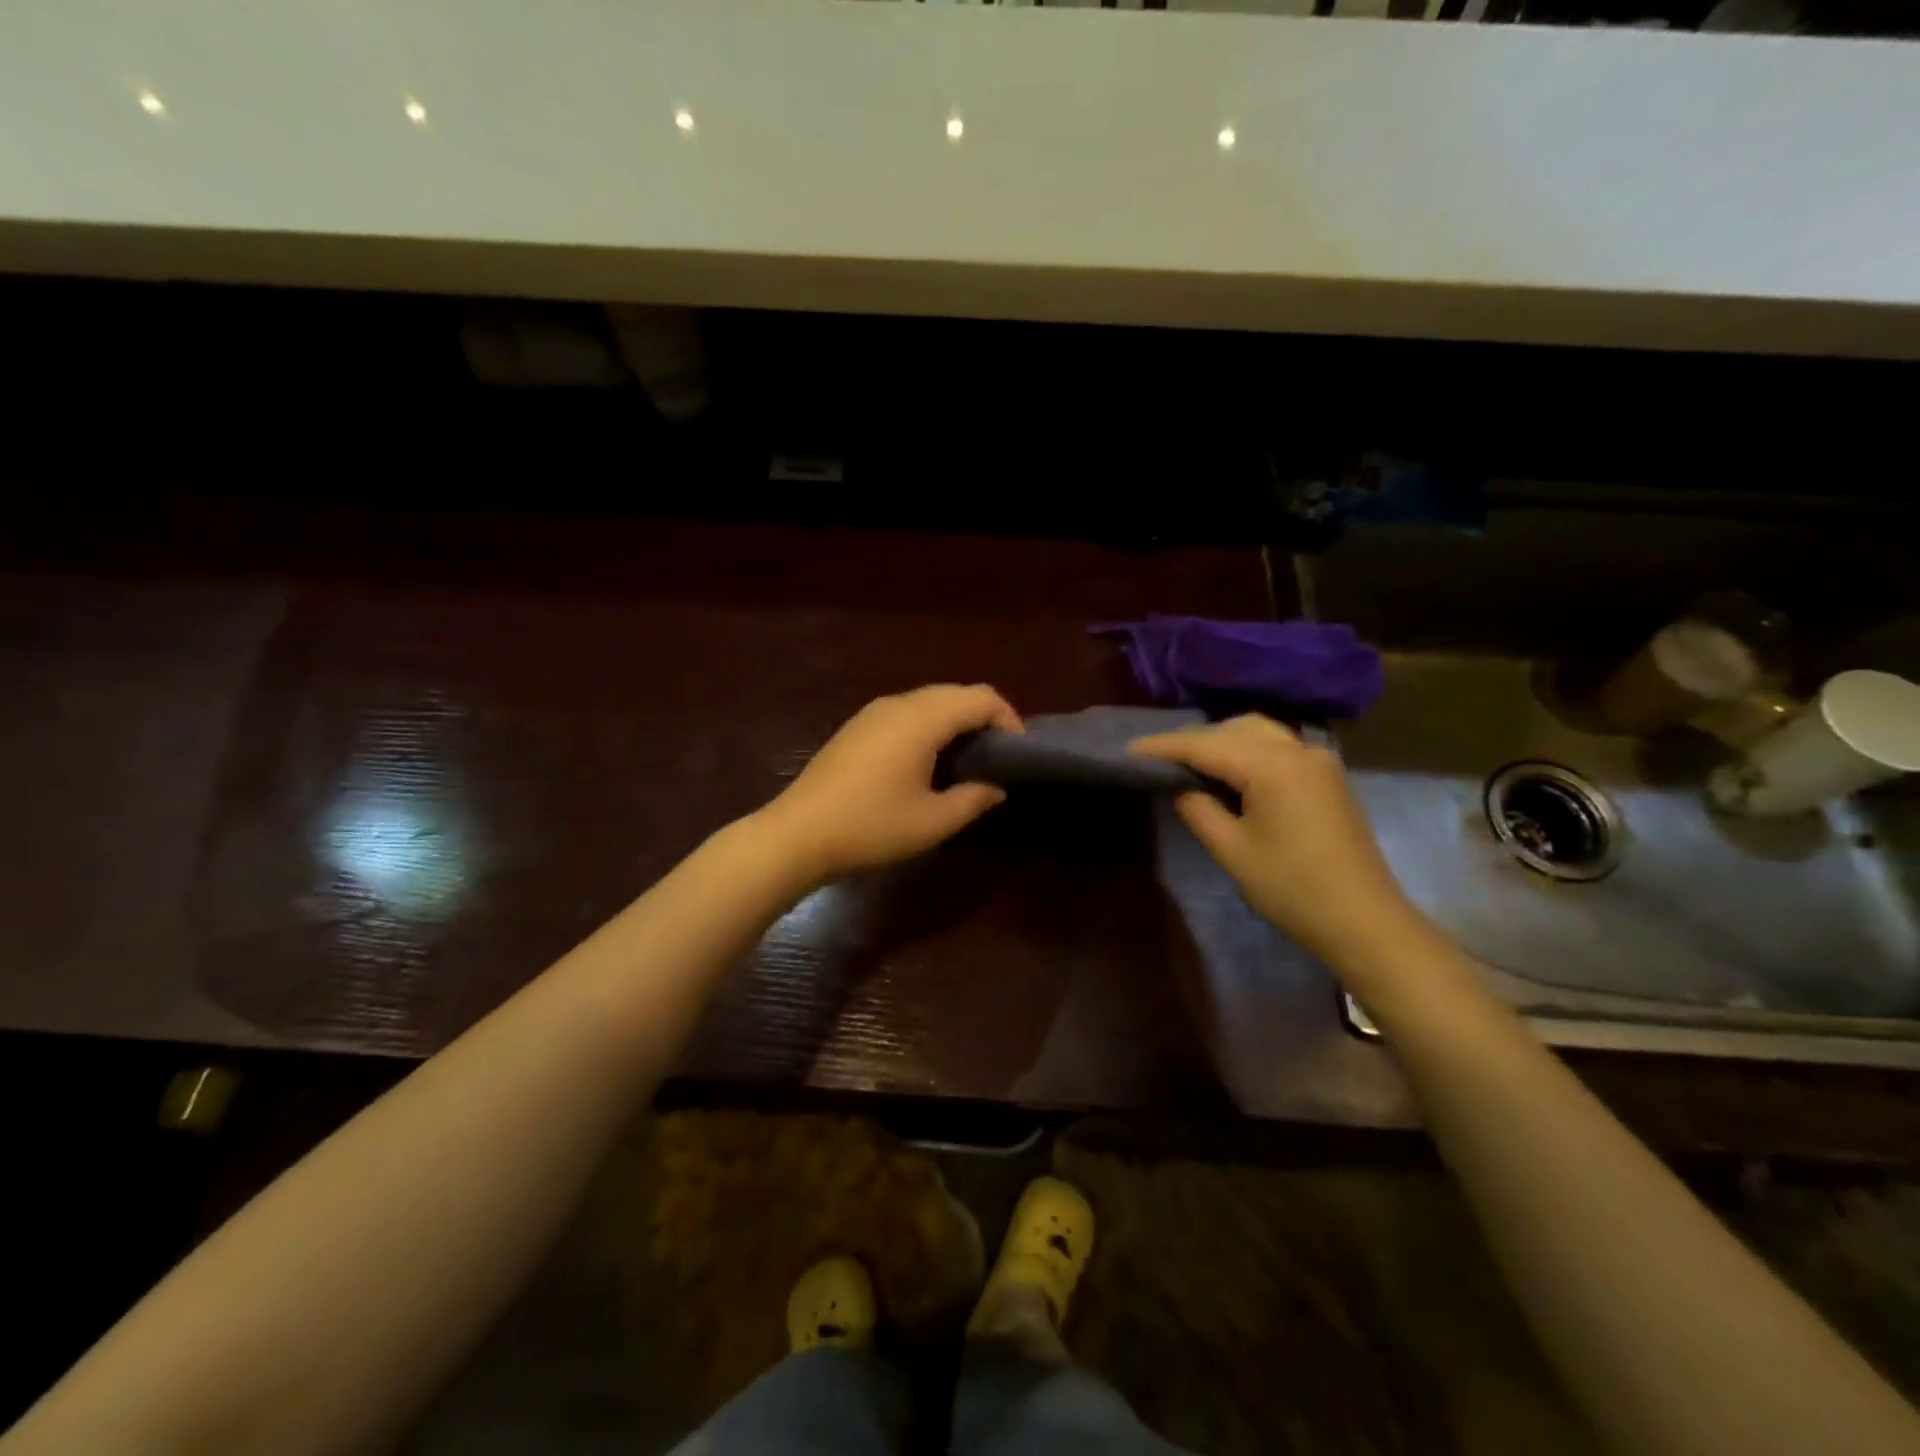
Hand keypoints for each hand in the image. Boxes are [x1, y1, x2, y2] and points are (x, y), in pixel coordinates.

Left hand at [760, 684, 1022, 884]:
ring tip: (968, 760)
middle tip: (998, 757)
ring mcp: (873, 712)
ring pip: (930, 700)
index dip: (1008, 719)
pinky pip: (907, 712)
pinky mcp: (857, 726)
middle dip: (984, 717)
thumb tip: (997, 787)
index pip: (980, 698)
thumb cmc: (870, 827)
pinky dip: (930, 725)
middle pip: (955, 693)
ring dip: (956, 720)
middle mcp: (899, 704)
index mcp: (922, 719)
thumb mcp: (932, 822)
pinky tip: (929, 761)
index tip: (1018, 754)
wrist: (797, 834)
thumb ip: (973, 799)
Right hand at [1132, 714, 1425, 967]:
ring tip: (1190, 764)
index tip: (1130, 751)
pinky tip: (1229, 771)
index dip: (1165, 747)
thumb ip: (1197, 808)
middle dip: (1193, 740)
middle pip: (1233, 728)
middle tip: (1158, 761)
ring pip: (1258, 732)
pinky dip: (1247, 749)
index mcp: (1272, 766)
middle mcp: (1298, 750)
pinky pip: (1278, 746)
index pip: (1206, 745)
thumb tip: (1178, 786)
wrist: (1364, 920)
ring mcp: (1317, 760)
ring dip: (1221, 741)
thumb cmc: (1292, 889)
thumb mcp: (1232, 851)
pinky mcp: (1327, 775)